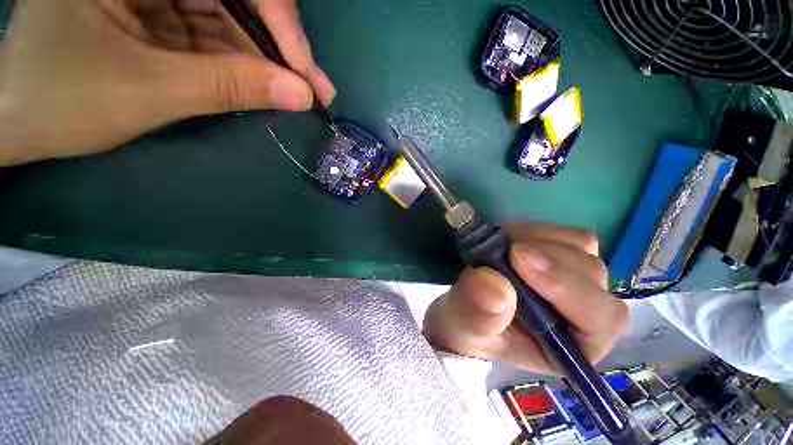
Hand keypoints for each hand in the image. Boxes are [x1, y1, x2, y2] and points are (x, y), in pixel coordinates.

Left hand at [0, 0, 335, 164]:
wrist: (18, 118)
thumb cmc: (62, 101)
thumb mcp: (150, 90)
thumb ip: (228, 86)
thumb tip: (299, 95)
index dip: (279, 24)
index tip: (307, 74)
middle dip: (280, 47)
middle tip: (316, 88)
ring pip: (231, 18)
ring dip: (268, 59)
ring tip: (301, 93)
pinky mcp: (160, 13)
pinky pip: (214, 33)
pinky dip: (242, 62)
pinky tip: (266, 85)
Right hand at [424, 223, 628, 373]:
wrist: (462, 308)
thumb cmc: (467, 329)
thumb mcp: (464, 330)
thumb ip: (478, 315)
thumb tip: (494, 285)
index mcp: (573, 346)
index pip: (599, 318)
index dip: (566, 287)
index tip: (518, 261)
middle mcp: (584, 312)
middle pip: (591, 273)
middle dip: (547, 259)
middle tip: (507, 252)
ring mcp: (574, 278)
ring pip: (581, 247)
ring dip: (537, 242)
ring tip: (502, 249)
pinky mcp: (559, 255)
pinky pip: (564, 234)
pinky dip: (535, 231)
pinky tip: (510, 241)